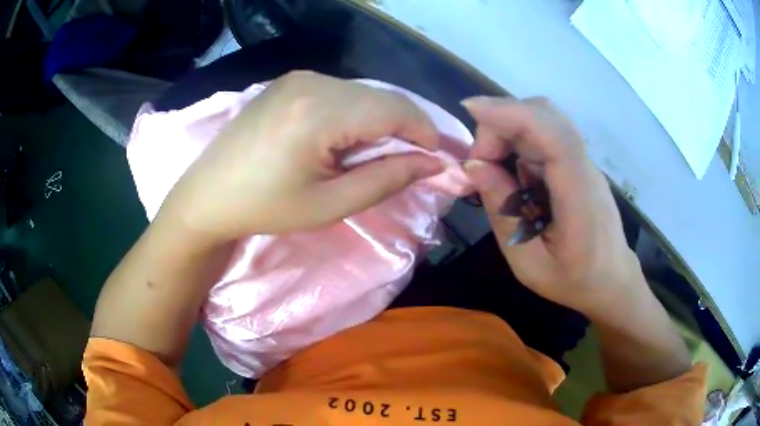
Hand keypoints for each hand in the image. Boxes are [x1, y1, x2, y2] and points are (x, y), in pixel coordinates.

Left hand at [158, 71, 443, 241]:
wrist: (208, 195)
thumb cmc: (265, 208)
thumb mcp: (330, 204)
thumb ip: (387, 178)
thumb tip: (432, 163)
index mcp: (320, 111)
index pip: (395, 109)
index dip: (425, 131)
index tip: (438, 158)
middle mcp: (312, 81)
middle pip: (381, 97)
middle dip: (406, 126)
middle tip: (412, 160)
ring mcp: (298, 77)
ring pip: (363, 92)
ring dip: (381, 119)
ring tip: (376, 153)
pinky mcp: (289, 81)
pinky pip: (340, 91)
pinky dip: (356, 112)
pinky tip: (345, 138)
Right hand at [462, 96, 642, 315]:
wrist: (612, 280)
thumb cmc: (573, 280)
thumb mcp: (529, 263)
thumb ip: (503, 214)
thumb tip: (475, 166)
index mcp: (579, 198)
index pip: (554, 136)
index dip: (513, 114)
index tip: (471, 109)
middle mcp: (585, 169)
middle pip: (545, 116)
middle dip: (501, 124)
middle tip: (480, 164)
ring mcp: (584, 162)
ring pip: (544, 120)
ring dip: (508, 131)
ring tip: (492, 167)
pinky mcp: (579, 163)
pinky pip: (546, 136)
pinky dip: (519, 141)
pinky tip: (511, 171)